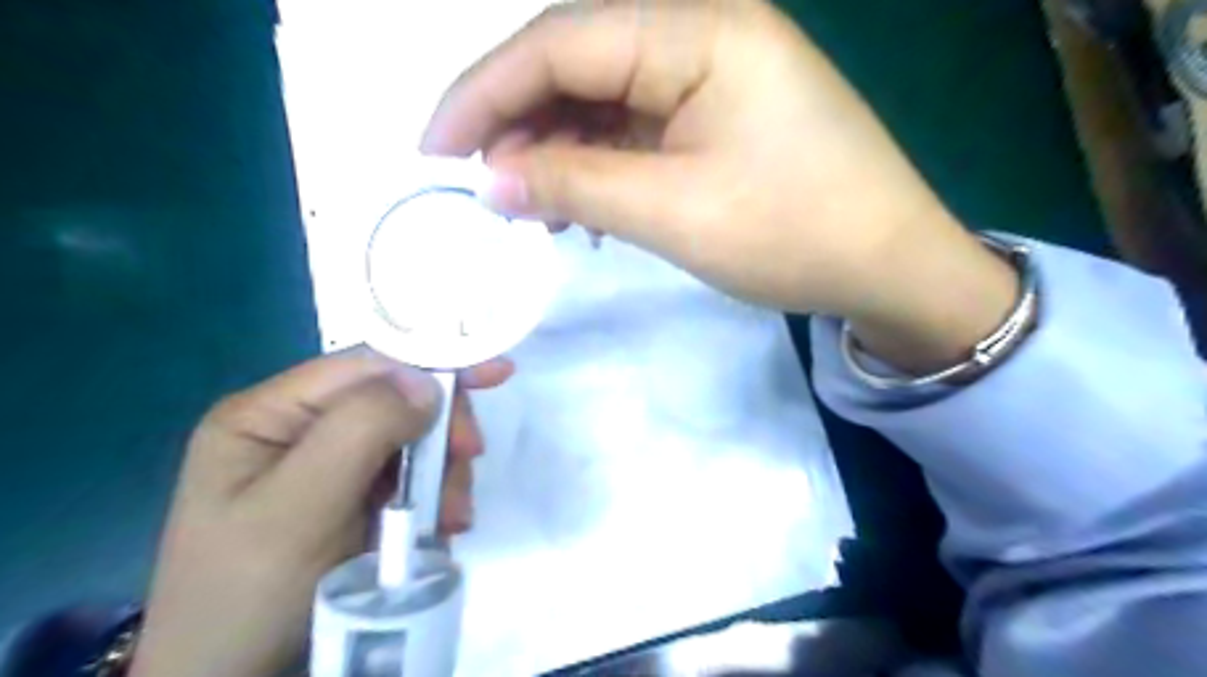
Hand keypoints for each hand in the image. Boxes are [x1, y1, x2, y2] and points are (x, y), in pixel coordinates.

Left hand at [126, 349, 514, 676]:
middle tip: (469, 461)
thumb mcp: (298, 507)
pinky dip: (435, 498)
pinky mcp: (355, 499)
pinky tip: (437, 527)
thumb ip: (359, 431)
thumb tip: (426, 383)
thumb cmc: (249, 593)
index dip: (430, 362)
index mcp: (269, 414)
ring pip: (413, 443)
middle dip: (438, 432)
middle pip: (396, 402)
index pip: (364, 365)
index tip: (493, 375)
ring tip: (449, 519)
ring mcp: (330, 466)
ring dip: (442, 474)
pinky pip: (412, 479)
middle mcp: (300, 430)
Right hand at [421, 0, 1015, 370]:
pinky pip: (634, 129)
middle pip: (577, 64)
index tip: (434, 150)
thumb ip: (573, 185)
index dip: (484, 94)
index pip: (559, 43)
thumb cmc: (793, 234)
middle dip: (518, 123)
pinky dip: (596, 165)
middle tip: (479, 186)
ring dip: (556, 150)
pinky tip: (578, 204)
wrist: (887, 265)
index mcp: (698, 29)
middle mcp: (702, 32)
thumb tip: (491, 181)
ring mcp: (711, 75)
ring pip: (602, 101)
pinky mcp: (715, 116)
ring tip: (526, 205)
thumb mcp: (672, 211)